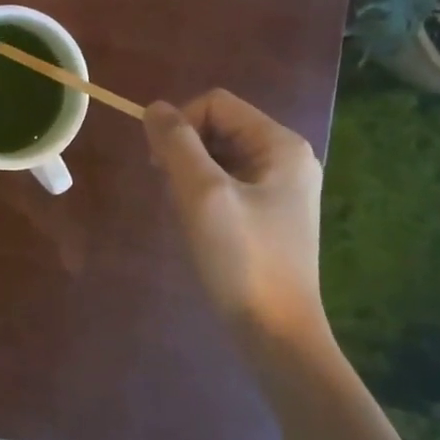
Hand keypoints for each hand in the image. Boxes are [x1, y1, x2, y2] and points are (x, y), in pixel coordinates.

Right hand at [144, 90, 329, 345]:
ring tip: (187, 215)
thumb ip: (176, 143)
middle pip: (218, 128)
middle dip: (185, 153)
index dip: (180, 124)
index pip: (215, 104)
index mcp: (280, 145)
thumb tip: (154, 108)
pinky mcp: (269, 216)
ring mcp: (280, 189)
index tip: (160, 166)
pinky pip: (226, 185)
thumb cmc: (242, 259)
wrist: (277, 336)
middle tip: (173, 195)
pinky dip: (202, 197)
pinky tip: (198, 228)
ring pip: (217, 157)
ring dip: (190, 177)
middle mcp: (286, 159)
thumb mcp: (202, 194)